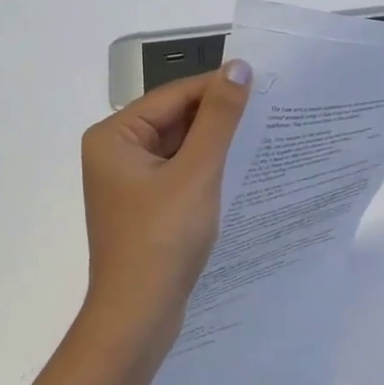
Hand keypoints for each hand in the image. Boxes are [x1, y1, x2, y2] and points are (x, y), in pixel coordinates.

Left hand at [80, 61, 251, 350]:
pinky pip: (179, 172)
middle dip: (218, 117)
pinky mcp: (145, 205)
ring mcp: (129, 181)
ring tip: (262, 134)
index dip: (217, 88)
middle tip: (269, 109)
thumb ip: (219, 118)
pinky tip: (240, 168)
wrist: (138, 316)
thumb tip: (238, 68)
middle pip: (175, 118)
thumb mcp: (197, 172)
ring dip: (215, 143)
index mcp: (114, 135)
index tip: (264, 83)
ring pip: (180, 147)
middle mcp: (115, 151)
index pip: (173, 95)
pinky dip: (206, 169)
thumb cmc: (162, 238)